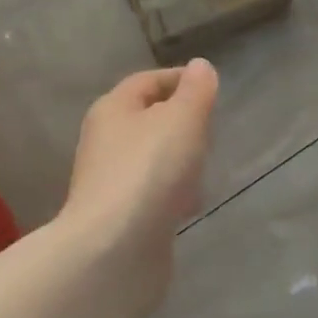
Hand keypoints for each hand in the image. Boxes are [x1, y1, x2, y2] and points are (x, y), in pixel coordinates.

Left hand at [60, 60, 218, 311]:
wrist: (114, 251)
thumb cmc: (149, 171)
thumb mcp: (182, 119)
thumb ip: (196, 91)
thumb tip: (200, 67)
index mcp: (113, 109)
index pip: (147, 81)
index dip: (179, 79)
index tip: (211, 88)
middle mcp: (105, 141)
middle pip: (147, 119)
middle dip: (181, 121)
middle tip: (212, 128)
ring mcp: (110, 182)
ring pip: (151, 158)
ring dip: (179, 159)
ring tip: (207, 167)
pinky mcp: (120, 218)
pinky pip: (152, 193)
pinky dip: (173, 192)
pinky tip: (191, 205)